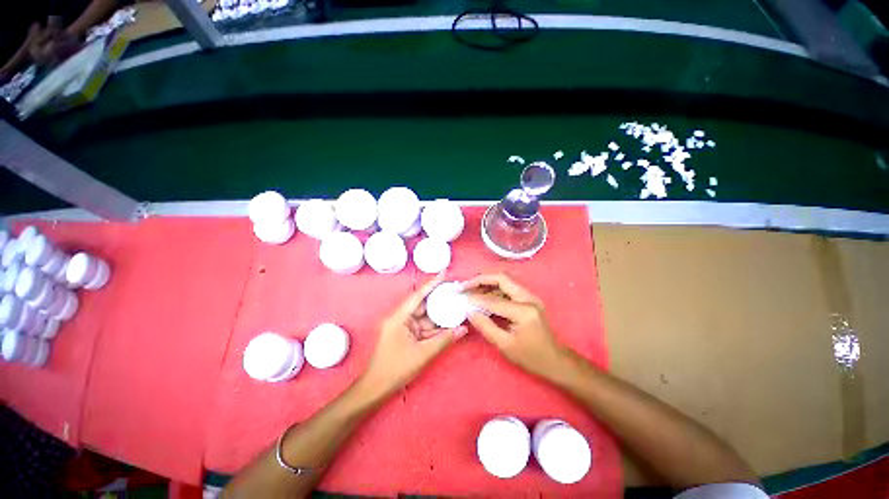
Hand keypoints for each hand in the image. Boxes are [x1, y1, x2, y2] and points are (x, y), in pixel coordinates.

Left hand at [358, 274, 467, 397]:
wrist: (375, 388)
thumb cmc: (396, 369)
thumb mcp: (423, 354)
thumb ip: (444, 340)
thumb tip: (463, 329)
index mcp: (399, 317)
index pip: (418, 295)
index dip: (432, 283)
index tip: (444, 273)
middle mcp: (400, 317)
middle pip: (422, 303)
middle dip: (438, 298)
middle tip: (454, 291)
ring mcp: (402, 326)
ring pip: (423, 316)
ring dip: (437, 314)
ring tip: (455, 306)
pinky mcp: (405, 334)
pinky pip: (422, 326)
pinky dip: (434, 326)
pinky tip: (448, 324)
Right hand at [464, 273, 573, 379]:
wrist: (557, 361)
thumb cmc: (532, 357)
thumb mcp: (505, 346)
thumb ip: (486, 326)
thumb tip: (470, 311)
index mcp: (524, 310)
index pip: (494, 300)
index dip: (475, 299)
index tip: (461, 298)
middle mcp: (528, 298)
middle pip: (501, 278)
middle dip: (481, 280)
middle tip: (465, 286)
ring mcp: (530, 297)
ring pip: (505, 281)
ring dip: (487, 283)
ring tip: (470, 290)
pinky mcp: (529, 299)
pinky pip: (508, 289)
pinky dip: (494, 290)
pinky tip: (483, 297)